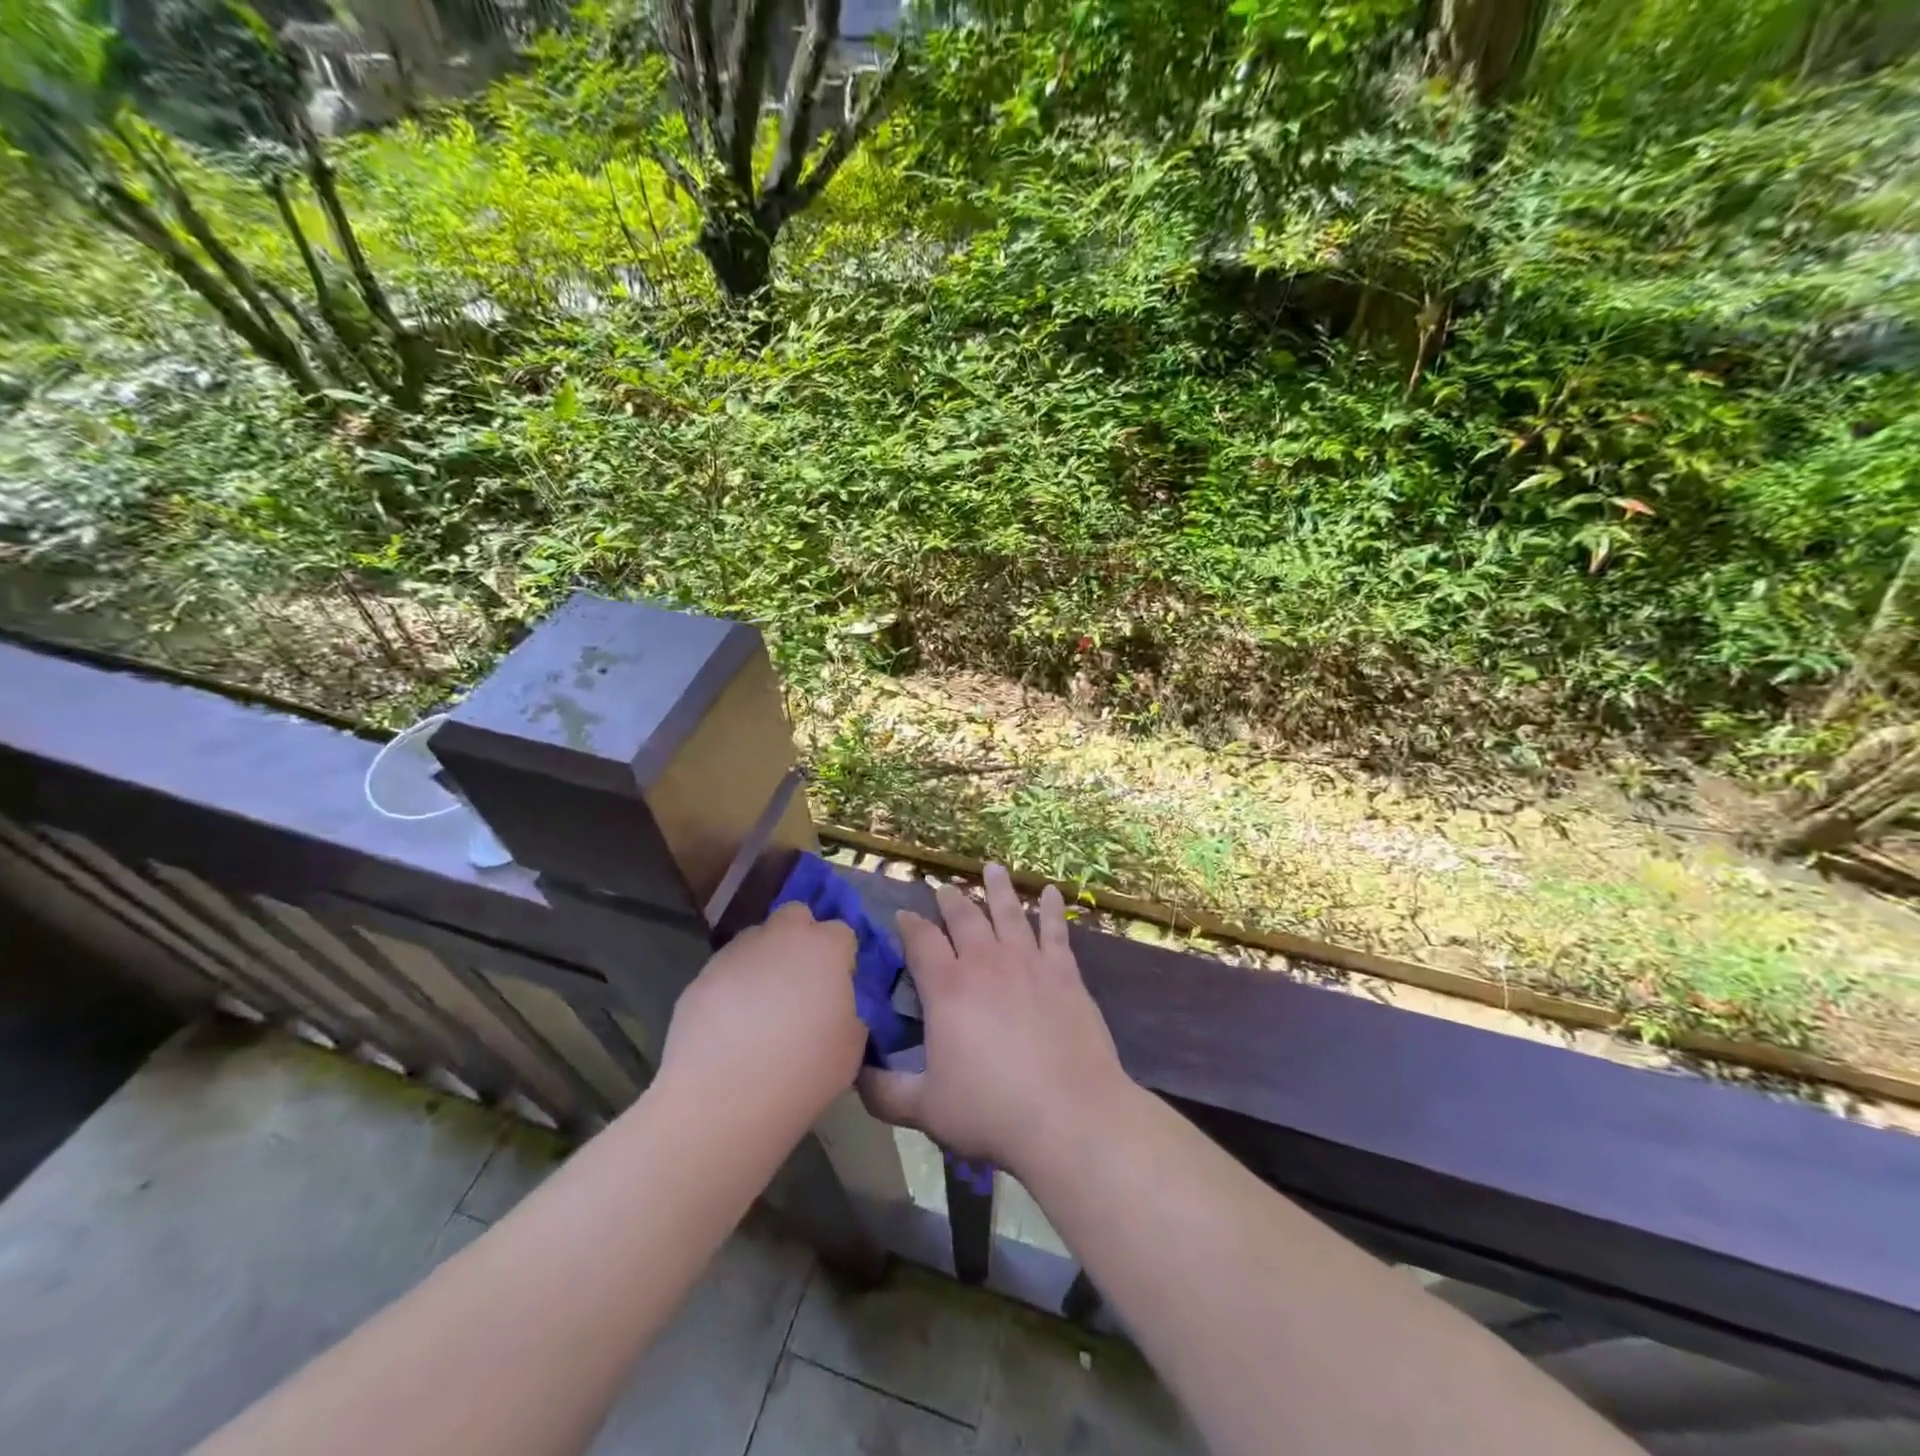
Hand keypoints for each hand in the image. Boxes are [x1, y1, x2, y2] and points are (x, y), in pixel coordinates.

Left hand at [658, 901, 864, 1121]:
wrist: (724, 1099)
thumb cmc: (803, 1072)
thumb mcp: (851, 1047)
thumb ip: (849, 1012)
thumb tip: (835, 1007)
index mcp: (825, 948)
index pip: (842, 933)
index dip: (841, 958)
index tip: (838, 987)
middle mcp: (781, 936)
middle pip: (796, 916)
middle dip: (801, 937)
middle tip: (801, 981)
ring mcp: (737, 952)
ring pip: (757, 939)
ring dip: (765, 959)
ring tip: (761, 1005)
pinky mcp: (702, 975)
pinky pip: (727, 969)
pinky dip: (733, 985)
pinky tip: (731, 1023)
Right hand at [857, 864, 1130, 1177]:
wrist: (1069, 1114)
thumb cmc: (992, 1111)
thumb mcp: (926, 1109)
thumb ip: (884, 1092)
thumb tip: (853, 1075)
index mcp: (947, 989)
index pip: (920, 942)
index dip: (909, 925)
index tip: (902, 915)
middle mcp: (985, 962)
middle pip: (964, 918)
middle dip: (950, 900)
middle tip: (943, 888)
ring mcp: (1028, 962)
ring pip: (1008, 912)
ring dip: (997, 888)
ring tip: (991, 868)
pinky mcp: (1064, 972)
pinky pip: (1055, 930)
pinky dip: (1051, 908)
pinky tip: (1050, 892)